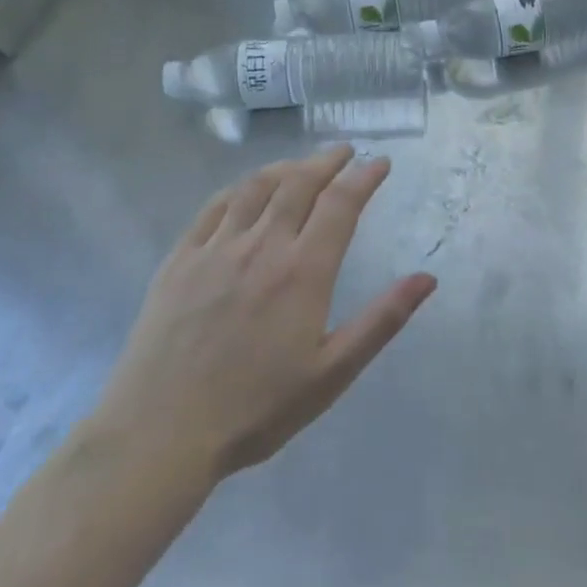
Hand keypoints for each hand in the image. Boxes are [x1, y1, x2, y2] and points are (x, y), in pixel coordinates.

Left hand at [92, 146, 435, 502]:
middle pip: (299, 184)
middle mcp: (262, 246)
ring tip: (303, 165)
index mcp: (303, 271)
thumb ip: (382, 320)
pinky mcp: (179, 261)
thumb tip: (427, 278)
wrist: (159, 434)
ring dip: (286, 167)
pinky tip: (247, 190)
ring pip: (256, 188)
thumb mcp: (332, 373)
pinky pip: (214, 208)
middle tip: (346, 152)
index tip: (380, 162)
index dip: (364, 177)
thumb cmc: (256, 408)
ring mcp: (215, 249)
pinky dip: (239, 188)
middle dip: (327, 161)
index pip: (341, 204)